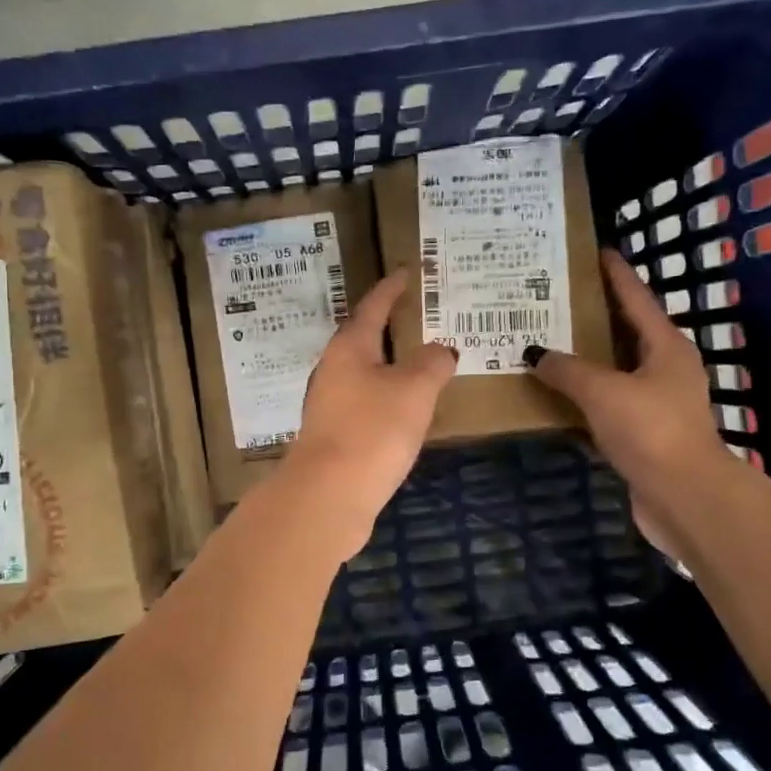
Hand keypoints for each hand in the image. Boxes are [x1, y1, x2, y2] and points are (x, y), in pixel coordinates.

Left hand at [285, 270, 454, 555]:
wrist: (328, 496)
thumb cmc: (372, 430)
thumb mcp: (414, 390)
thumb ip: (432, 363)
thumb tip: (441, 350)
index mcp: (349, 348)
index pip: (373, 307)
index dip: (391, 289)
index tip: (405, 273)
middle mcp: (333, 370)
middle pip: (364, 339)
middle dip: (390, 328)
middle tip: (419, 318)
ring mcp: (330, 405)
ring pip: (364, 374)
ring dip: (390, 366)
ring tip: (419, 363)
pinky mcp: (334, 436)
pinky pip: (365, 404)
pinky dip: (387, 398)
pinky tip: (404, 411)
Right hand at [526, 251, 729, 554]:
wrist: (684, 496)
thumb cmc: (650, 429)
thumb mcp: (603, 391)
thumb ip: (567, 369)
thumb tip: (535, 354)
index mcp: (666, 347)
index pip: (637, 298)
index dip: (616, 274)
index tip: (598, 251)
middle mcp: (665, 369)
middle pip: (626, 332)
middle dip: (594, 315)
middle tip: (557, 298)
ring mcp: (656, 403)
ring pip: (615, 370)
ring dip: (586, 359)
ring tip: (548, 342)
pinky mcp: (644, 433)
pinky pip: (607, 402)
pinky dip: (584, 396)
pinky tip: (556, 393)